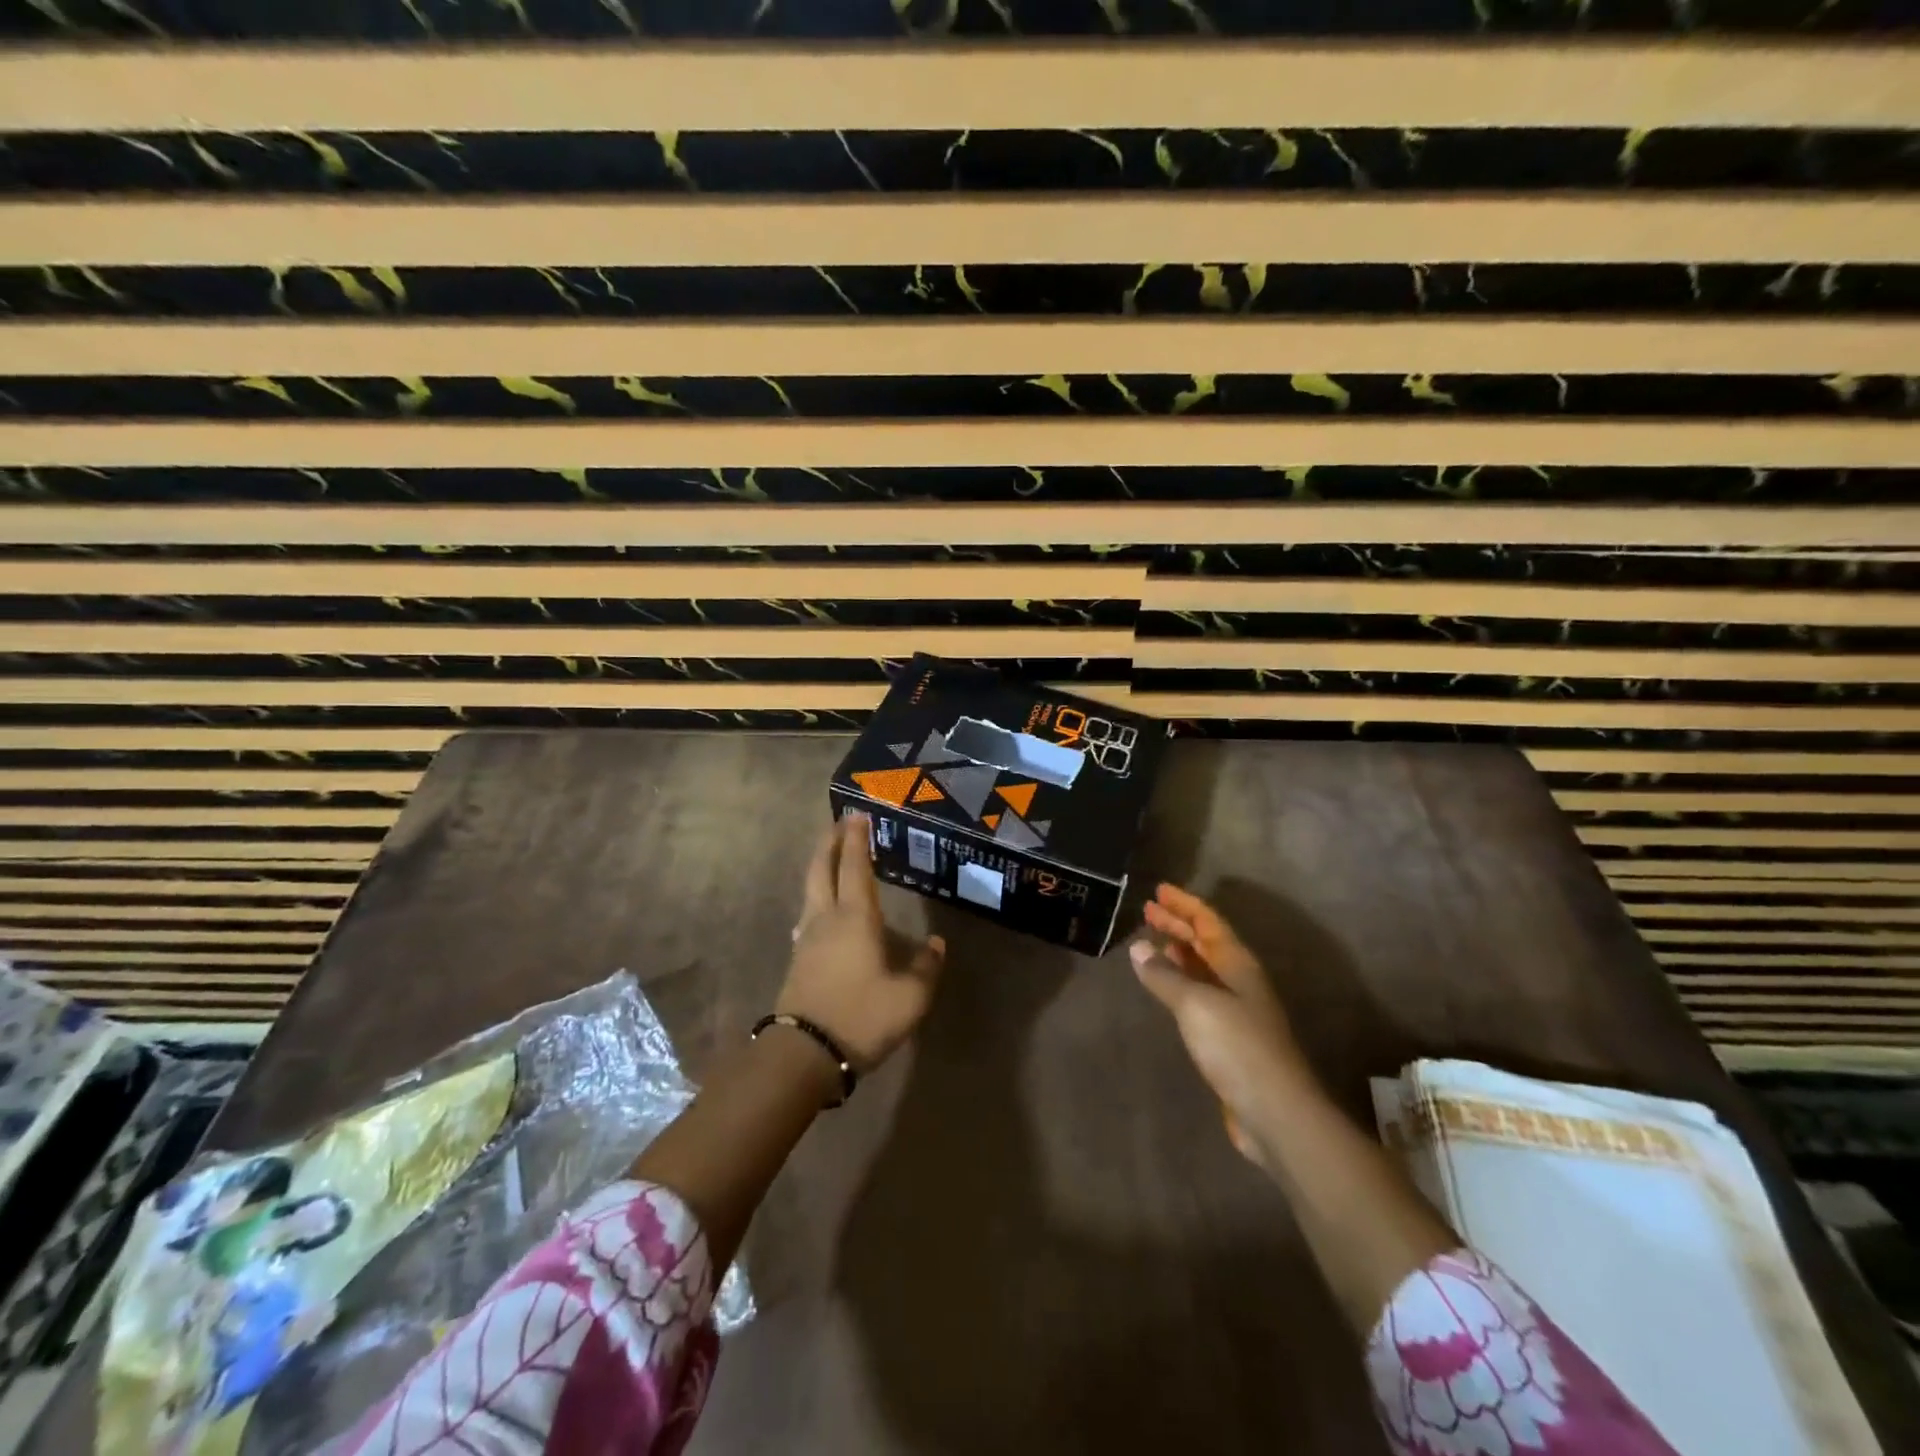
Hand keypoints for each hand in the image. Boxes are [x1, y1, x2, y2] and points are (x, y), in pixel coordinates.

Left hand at [777, 812, 945, 1071]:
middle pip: (821, 869)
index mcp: (855, 918)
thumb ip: (926, 967)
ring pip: (811, 890)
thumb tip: (937, 945)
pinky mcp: (798, 960)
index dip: (857, 840)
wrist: (804, 1055)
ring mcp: (806, 939)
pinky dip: (817, 896)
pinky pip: (808, 914)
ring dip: (821, 867)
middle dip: (830, 843)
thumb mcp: (910, 997)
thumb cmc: (861, 1017)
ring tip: (832, 859)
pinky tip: (823, 911)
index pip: (855, 867)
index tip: (858, 815)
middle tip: (840, 824)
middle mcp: (826, 919)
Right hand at [1131, 883, 1311, 1167]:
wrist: (1275, 1112)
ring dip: (1178, 951)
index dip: (1184, 904)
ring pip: (1203, 969)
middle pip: (1206, 942)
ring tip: (1152, 940)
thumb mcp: (1195, 1004)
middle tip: (1148, 910)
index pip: (1209, 922)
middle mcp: (1239, 981)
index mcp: (1237, 965)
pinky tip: (1165, 986)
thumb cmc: (1237, 1047)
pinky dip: (1180, 982)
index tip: (1159, 890)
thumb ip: (1164, 974)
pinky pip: (1199, 995)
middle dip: (1178, 924)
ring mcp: (1236, 1011)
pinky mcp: (1228, 1039)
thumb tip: (1139, 946)